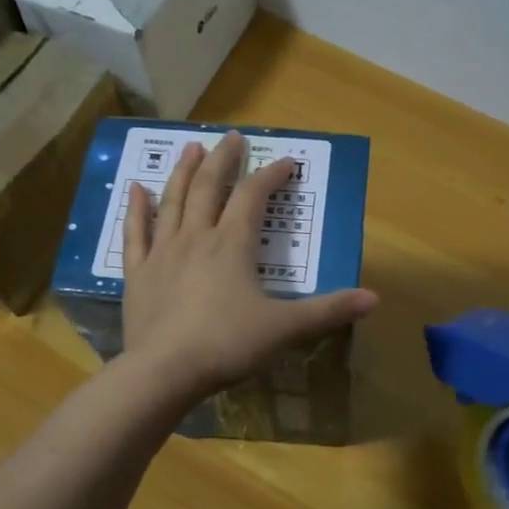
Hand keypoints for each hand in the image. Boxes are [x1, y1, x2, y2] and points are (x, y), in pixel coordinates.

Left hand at [121, 133, 378, 401]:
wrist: (165, 371)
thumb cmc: (227, 344)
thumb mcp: (285, 328)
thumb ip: (328, 311)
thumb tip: (374, 299)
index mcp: (232, 244)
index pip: (253, 196)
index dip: (271, 175)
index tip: (287, 161)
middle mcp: (196, 237)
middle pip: (209, 187)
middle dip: (223, 160)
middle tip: (231, 137)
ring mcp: (163, 252)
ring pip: (173, 200)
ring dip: (183, 171)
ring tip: (191, 147)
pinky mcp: (138, 273)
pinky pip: (135, 232)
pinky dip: (136, 208)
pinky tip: (134, 188)